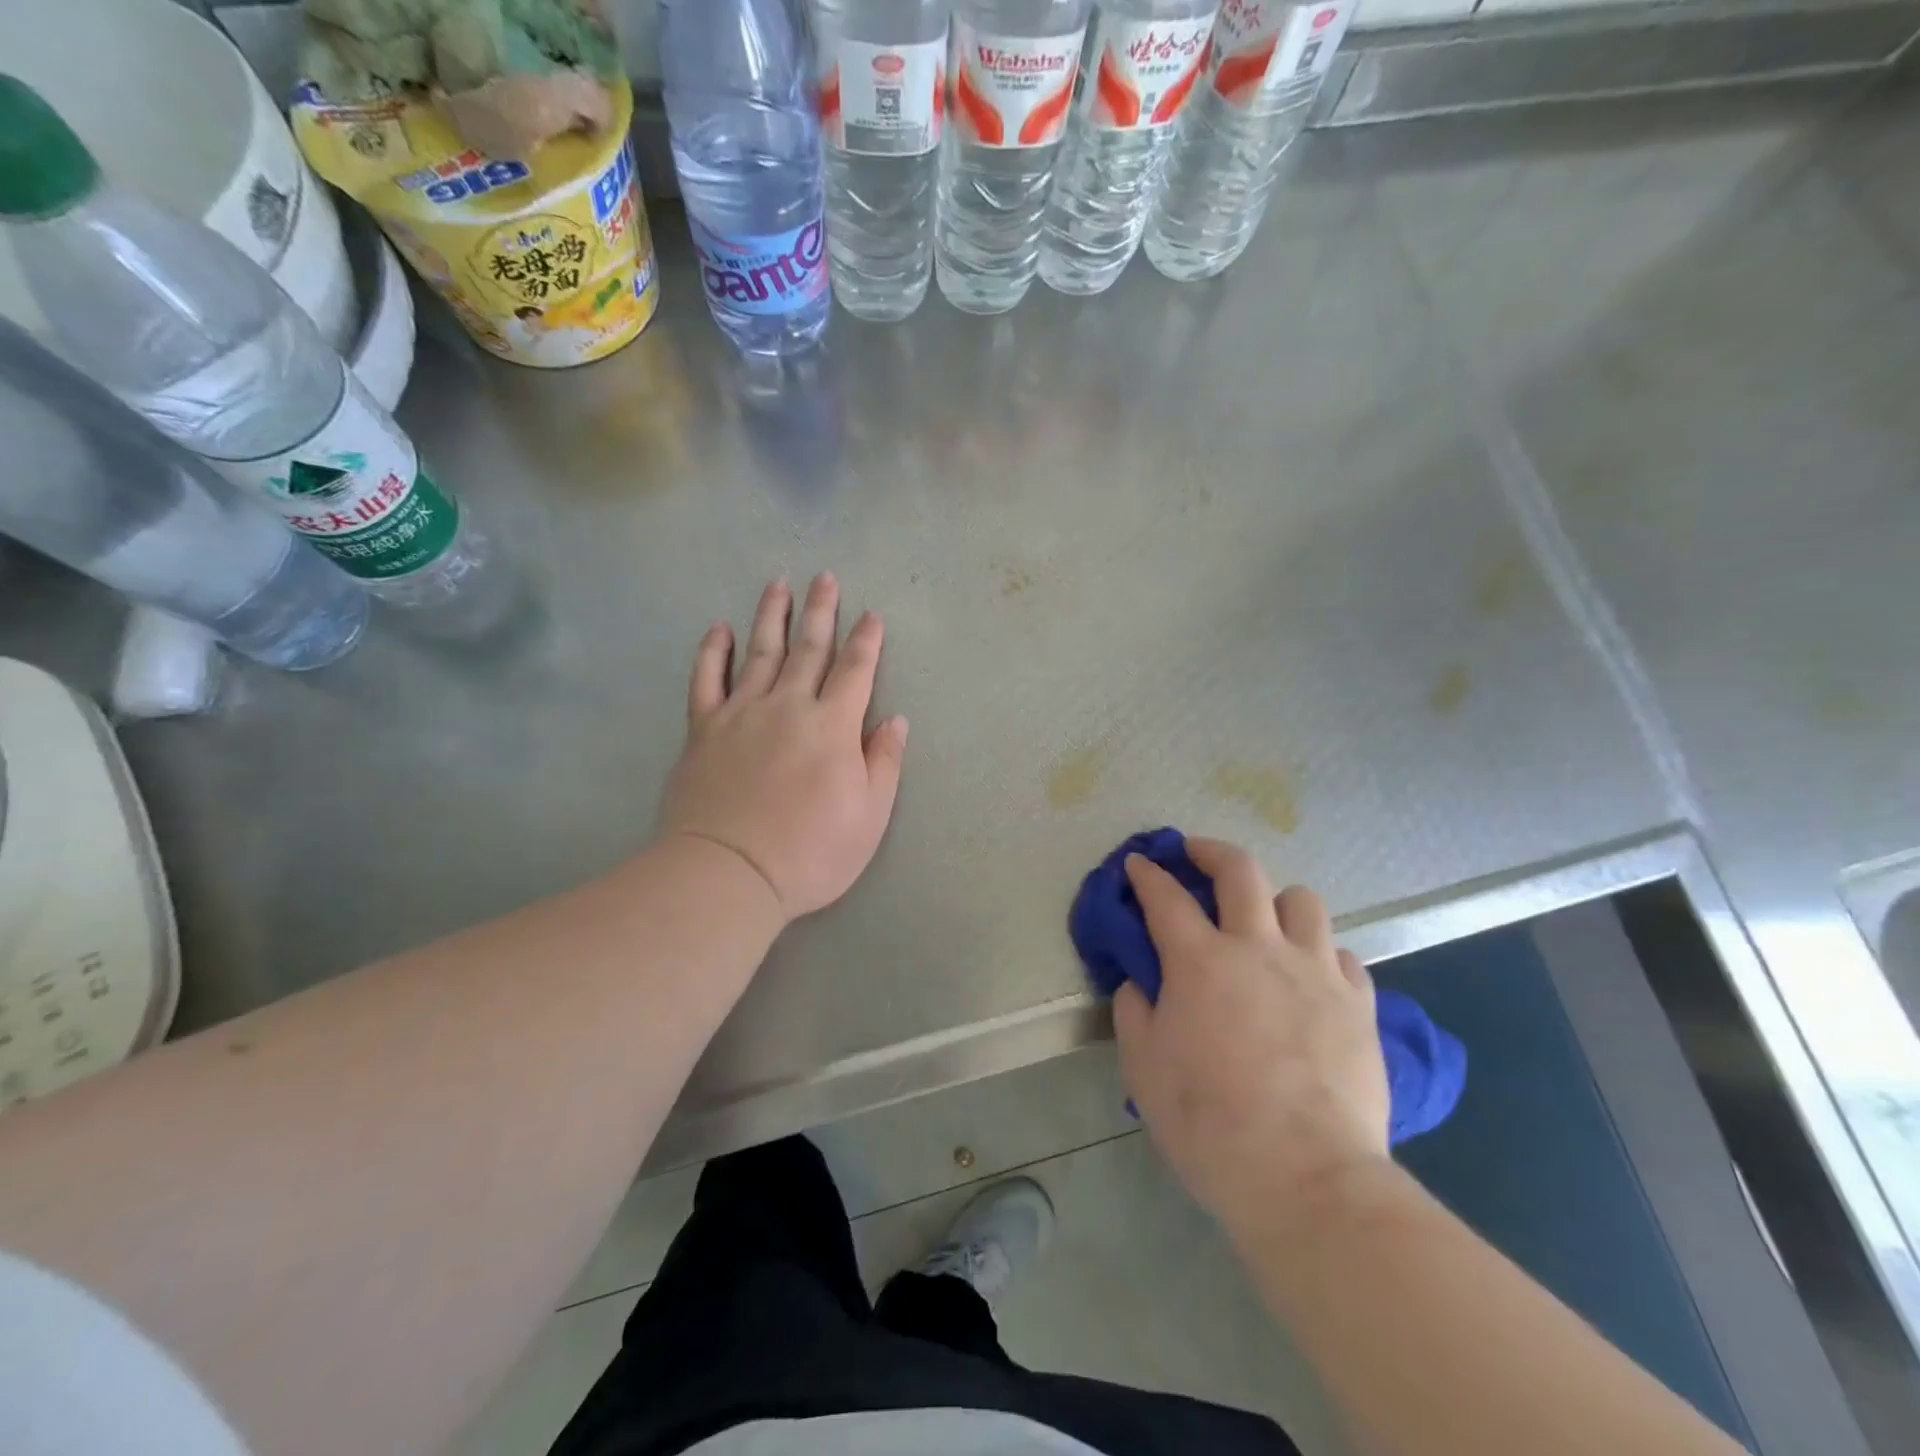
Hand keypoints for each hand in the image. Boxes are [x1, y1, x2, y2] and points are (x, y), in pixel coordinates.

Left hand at [658, 574, 908, 921]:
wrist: (729, 873)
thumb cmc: (811, 852)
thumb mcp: (870, 816)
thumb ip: (884, 763)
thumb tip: (894, 720)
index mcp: (833, 726)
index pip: (855, 671)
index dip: (866, 641)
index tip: (871, 615)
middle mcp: (788, 706)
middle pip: (808, 649)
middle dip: (821, 611)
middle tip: (824, 578)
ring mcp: (741, 713)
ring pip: (759, 652)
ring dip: (771, 616)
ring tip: (778, 585)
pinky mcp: (703, 730)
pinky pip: (707, 680)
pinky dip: (713, 652)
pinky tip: (719, 629)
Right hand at [1113, 839, 1389, 1232]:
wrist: (1308, 1179)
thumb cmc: (1211, 1124)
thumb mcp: (1145, 1068)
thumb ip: (1135, 1012)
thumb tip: (1142, 983)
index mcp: (1200, 961)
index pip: (1165, 896)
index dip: (1147, 873)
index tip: (1139, 864)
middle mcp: (1259, 948)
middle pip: (1240, 870)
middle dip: (1211, 851)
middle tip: (1196, 856)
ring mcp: (1316, 971)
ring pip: (1302, 900)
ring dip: (1275, 900)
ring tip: (1263, 922)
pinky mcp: (1358, 1003)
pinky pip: (1340, 954)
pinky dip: (1319, 954)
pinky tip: (1309, 978)